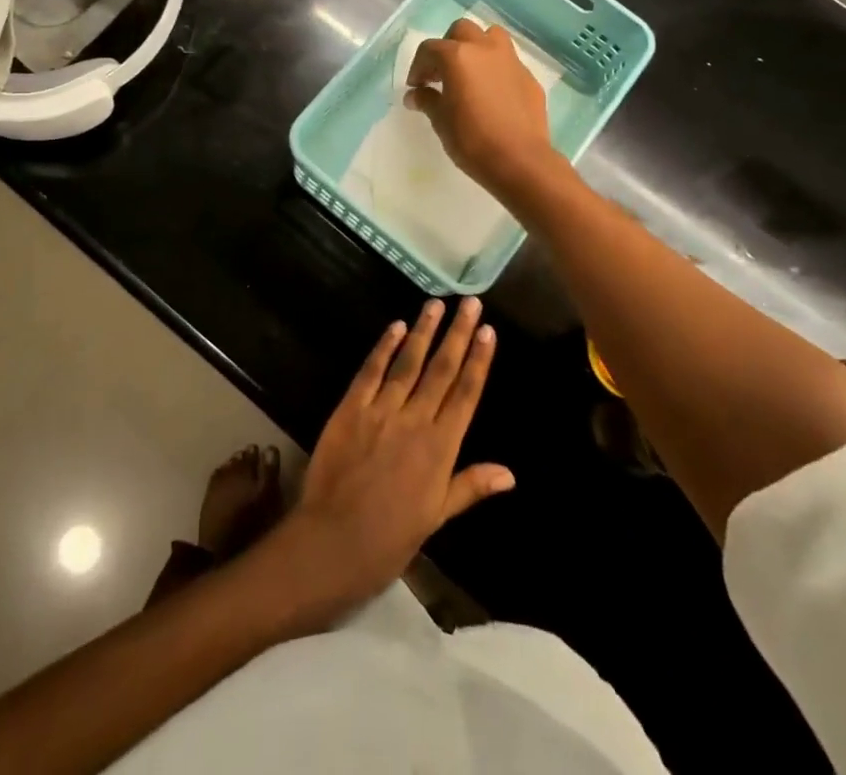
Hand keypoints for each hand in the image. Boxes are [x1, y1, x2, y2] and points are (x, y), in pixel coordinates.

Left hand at [277, 297, 513, 613]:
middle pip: (442, 370)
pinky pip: (371, 371)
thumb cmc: (390, 538)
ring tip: (436, 305)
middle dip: (458, 334)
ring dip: (423, 331)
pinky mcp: (351, 408)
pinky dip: (384, 347)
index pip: (466, 394)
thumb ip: (470, 487)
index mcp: (441, 449)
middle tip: (469, 303)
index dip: (479, 361)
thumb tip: (510, 473)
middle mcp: (415, 421)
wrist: (334, 541)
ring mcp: (381, 411)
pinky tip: (395, 326)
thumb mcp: (436, 517)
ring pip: (408, 362)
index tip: (488, 331)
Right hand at [405, 18, 561, 202]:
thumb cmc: (472, 139)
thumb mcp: (440, 121)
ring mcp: (511, 61)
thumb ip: (427, 101)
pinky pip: (508, 62)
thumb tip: (415, 95)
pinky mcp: (529, 78)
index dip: (418, 67)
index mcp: (458, 56)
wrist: (520, 160)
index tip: (416, 87)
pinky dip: (495, 69)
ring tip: (469, 73)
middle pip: (462, 31)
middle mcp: (485, 49)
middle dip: (447, 47)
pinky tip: (491, 94)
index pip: (429, 49)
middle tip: (441, 74)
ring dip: (476, 47)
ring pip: (491, 37)